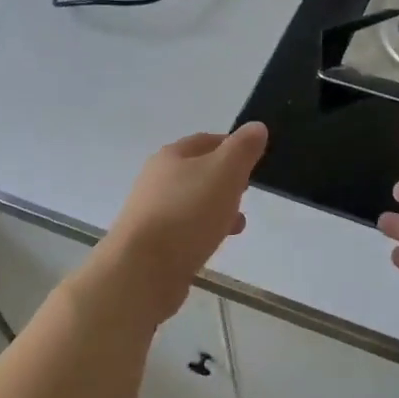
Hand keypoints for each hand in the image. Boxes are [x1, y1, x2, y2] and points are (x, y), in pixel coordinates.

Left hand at [93, 122, 268, 321]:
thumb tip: (256, 127)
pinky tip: (215, 244)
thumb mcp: (224, 172)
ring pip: (192, 202)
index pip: (206, 140)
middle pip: (197, 171)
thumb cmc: (187, 213)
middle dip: (226, 180)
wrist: (142, 270)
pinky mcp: (151, 244)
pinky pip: (184, 229)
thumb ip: (242, 148)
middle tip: (247, 191)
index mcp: (171, 156)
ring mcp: (151, 212)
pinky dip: (203, 231)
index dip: (232, 146)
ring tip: (238, 223)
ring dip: (217, 208)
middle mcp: (156, 180)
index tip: (254, 160)